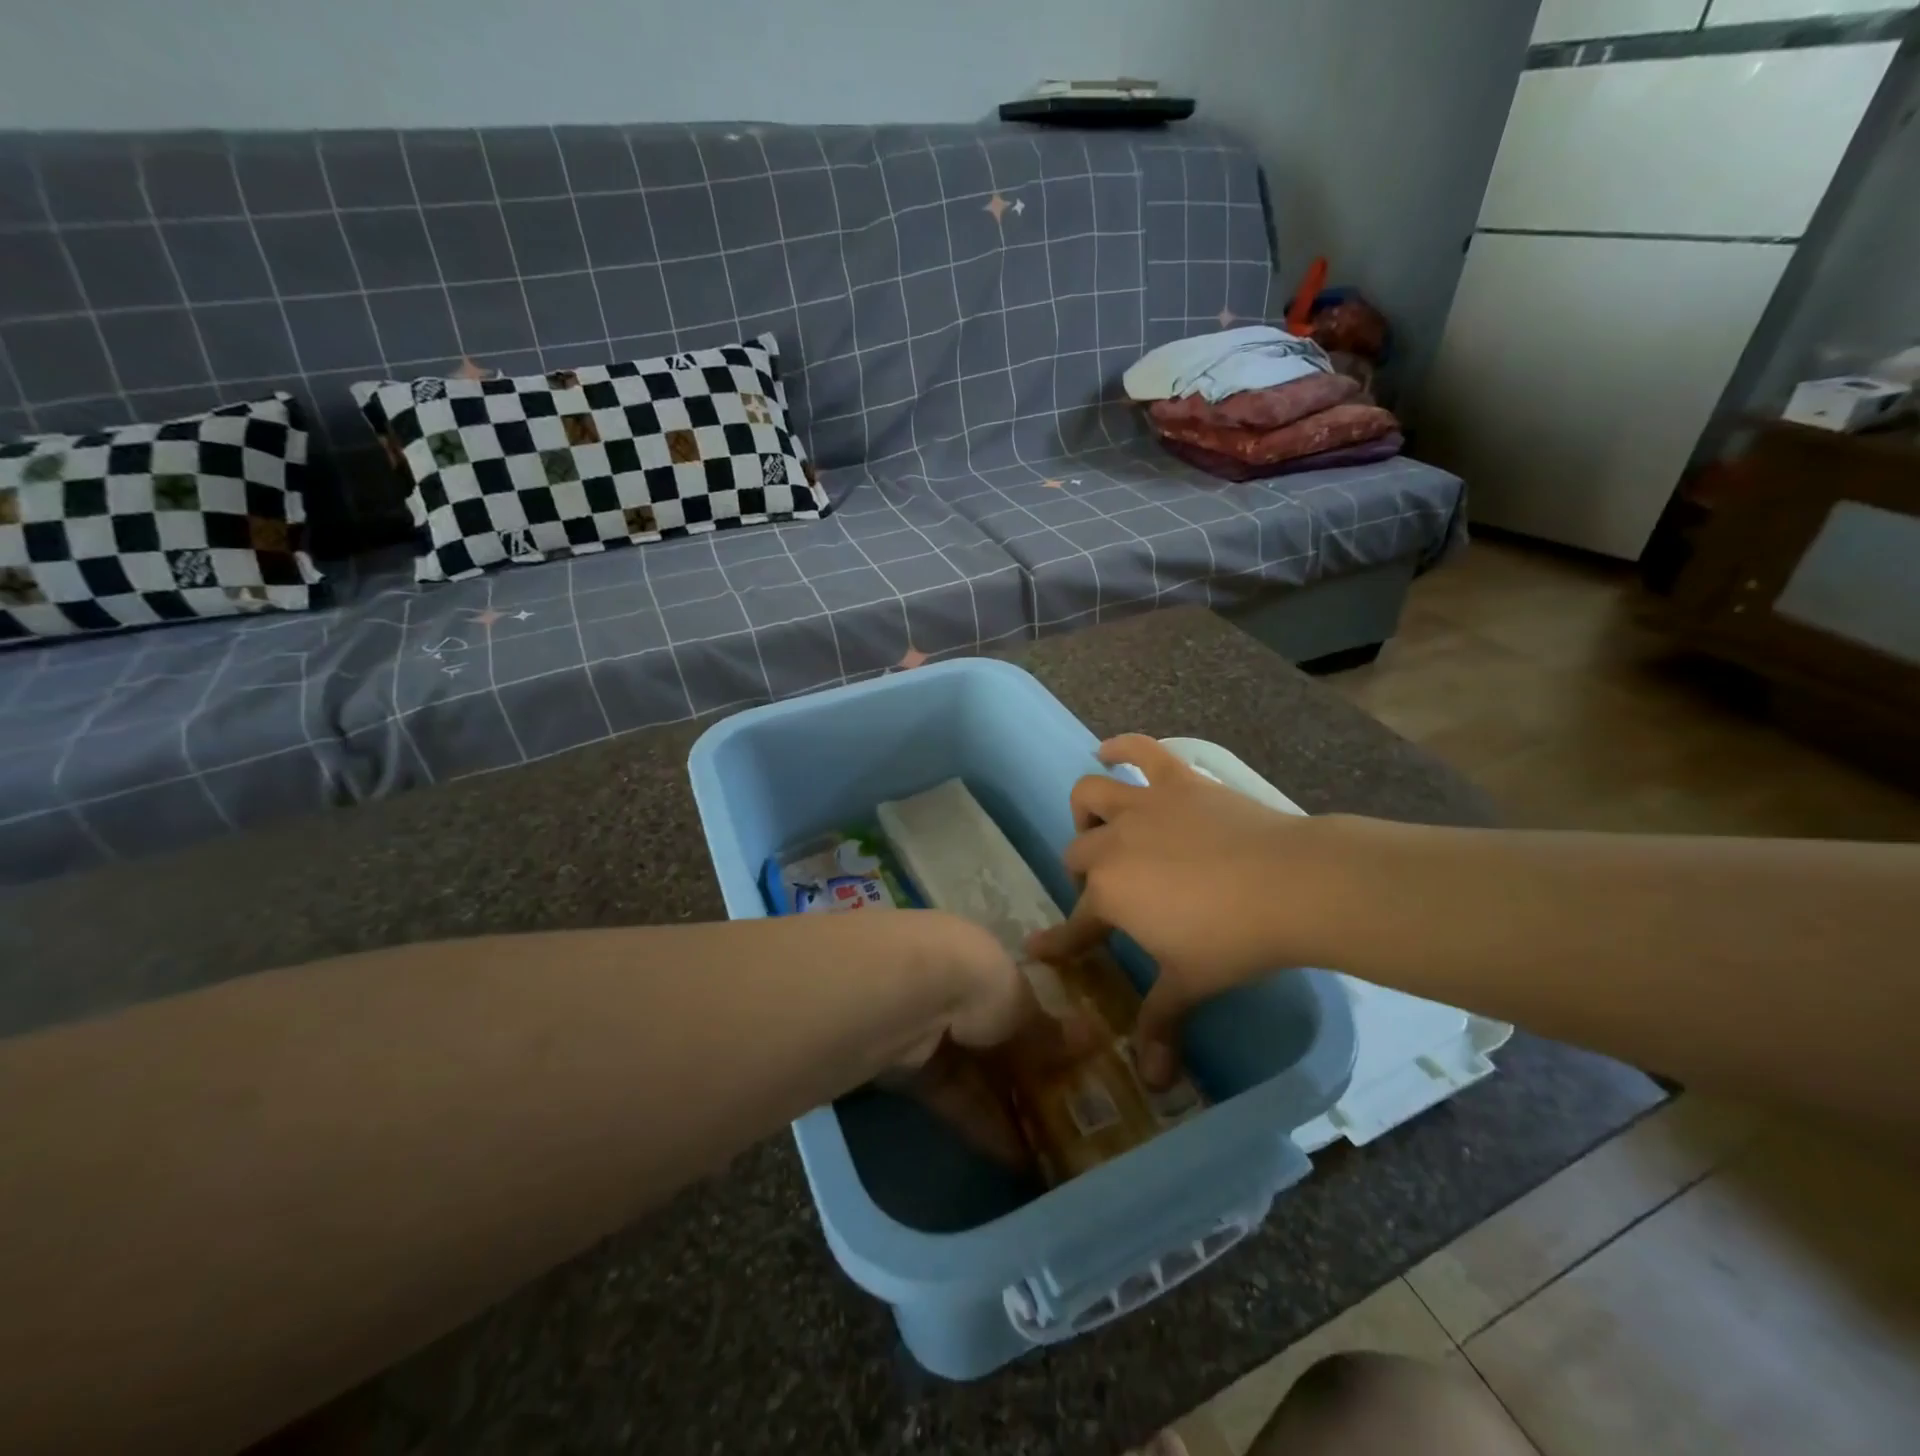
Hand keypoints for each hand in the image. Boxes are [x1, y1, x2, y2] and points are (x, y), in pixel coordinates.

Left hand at [891, 912, 1096, 1167]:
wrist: (906, 995)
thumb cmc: (975, 979)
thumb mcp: (1021, 1002)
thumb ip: (1046, 1028)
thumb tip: (1092, 1036)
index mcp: (978, 960)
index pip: (1011, 998)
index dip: (1037, 1031)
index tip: (1065, 1065)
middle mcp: (949, 989)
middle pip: (990, 1039)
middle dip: (1021, 1076)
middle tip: (1058, 1116)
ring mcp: (926, 1029)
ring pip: (972, 1072)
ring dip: (1004, 1108)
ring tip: (1044, 1151)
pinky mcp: (907, 1069)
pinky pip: (951, 1098)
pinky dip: (980, 1124)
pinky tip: (1013, 1158)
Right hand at [1027, 735, 1323, 1087]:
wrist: (1292, 884)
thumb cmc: (1233, 940)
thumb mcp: (1190, 985)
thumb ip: (1160, 1026)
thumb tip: (1152, 1084)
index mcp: (1108, 895)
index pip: (1073, 924)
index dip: (1056, 940)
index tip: (1038, 948)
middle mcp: (1111, 845)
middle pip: (1076, 854)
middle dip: (1082, 876)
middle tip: (1110, 897)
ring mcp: (1143, 806)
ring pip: (1090, 795)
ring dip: (1087, 810)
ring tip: (1102, 827)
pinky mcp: (1177, 781)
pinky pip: (1139, 750)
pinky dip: (1120, 747)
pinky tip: (1107, 750)